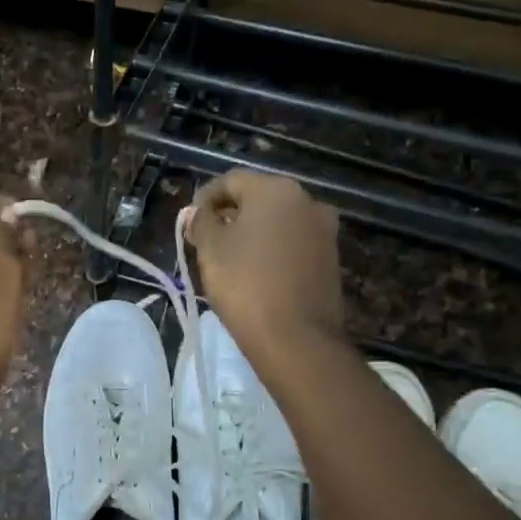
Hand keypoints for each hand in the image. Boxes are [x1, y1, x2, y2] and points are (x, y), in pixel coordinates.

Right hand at [187, 171, 343, 357]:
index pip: (231, 181)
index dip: (205, 198)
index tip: (190, 221)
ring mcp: (324, 230)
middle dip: (231, 214)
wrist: (296, 338)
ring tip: (229, 257)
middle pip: (258, 198)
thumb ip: (201, 221)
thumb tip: (198, 212)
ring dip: (253, 232)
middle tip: (206, 239)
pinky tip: (256, 271)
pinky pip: (294, 243)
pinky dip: (273, 249)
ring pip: (278, 221)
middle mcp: (307, 200)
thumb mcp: (211, 249)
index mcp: (275, 190)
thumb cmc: (245, 284)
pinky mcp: (330, 258)